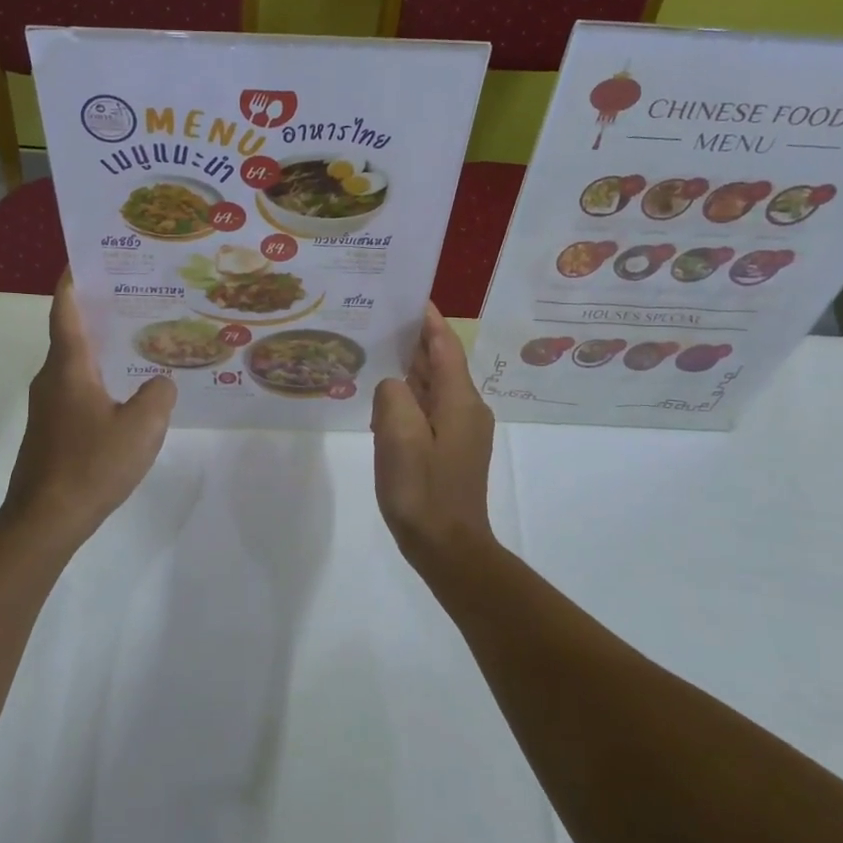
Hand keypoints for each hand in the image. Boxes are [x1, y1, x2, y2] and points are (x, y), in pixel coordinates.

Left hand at [0, 275, 176, 549]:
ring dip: (101, 347)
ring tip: (138, 340)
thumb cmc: (91, 464)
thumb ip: (159, 395)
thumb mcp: (142, 427)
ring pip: (75, 364)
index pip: (65, 310)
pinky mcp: (51, 430)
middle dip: (98, 311)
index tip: (87, 258)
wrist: (44, 520)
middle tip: (135, 296)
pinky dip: (99, 377)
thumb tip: (159, 383)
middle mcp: (52, 379)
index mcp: (69, 367)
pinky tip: (126, 392)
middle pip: (71, 333)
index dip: (73, 281)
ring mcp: (48, 406)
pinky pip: (77, 389)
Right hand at [371, 305, 497, 566]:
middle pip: (440, 363)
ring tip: (375, 353)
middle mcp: (467, 409)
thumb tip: (392, 386)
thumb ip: (393, 395)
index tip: (408, 295)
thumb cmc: (422, 490)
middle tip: (378, 321)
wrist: (448, 547)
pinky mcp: (451, 450)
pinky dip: (409, 397)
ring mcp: (461, 431)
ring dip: (409, 370)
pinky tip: (384, 401)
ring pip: (434, 387)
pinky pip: (429, 410)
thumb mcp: (398, 436)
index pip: (444, 345)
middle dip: (413, 340)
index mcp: (459, 400)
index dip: (428, 320)